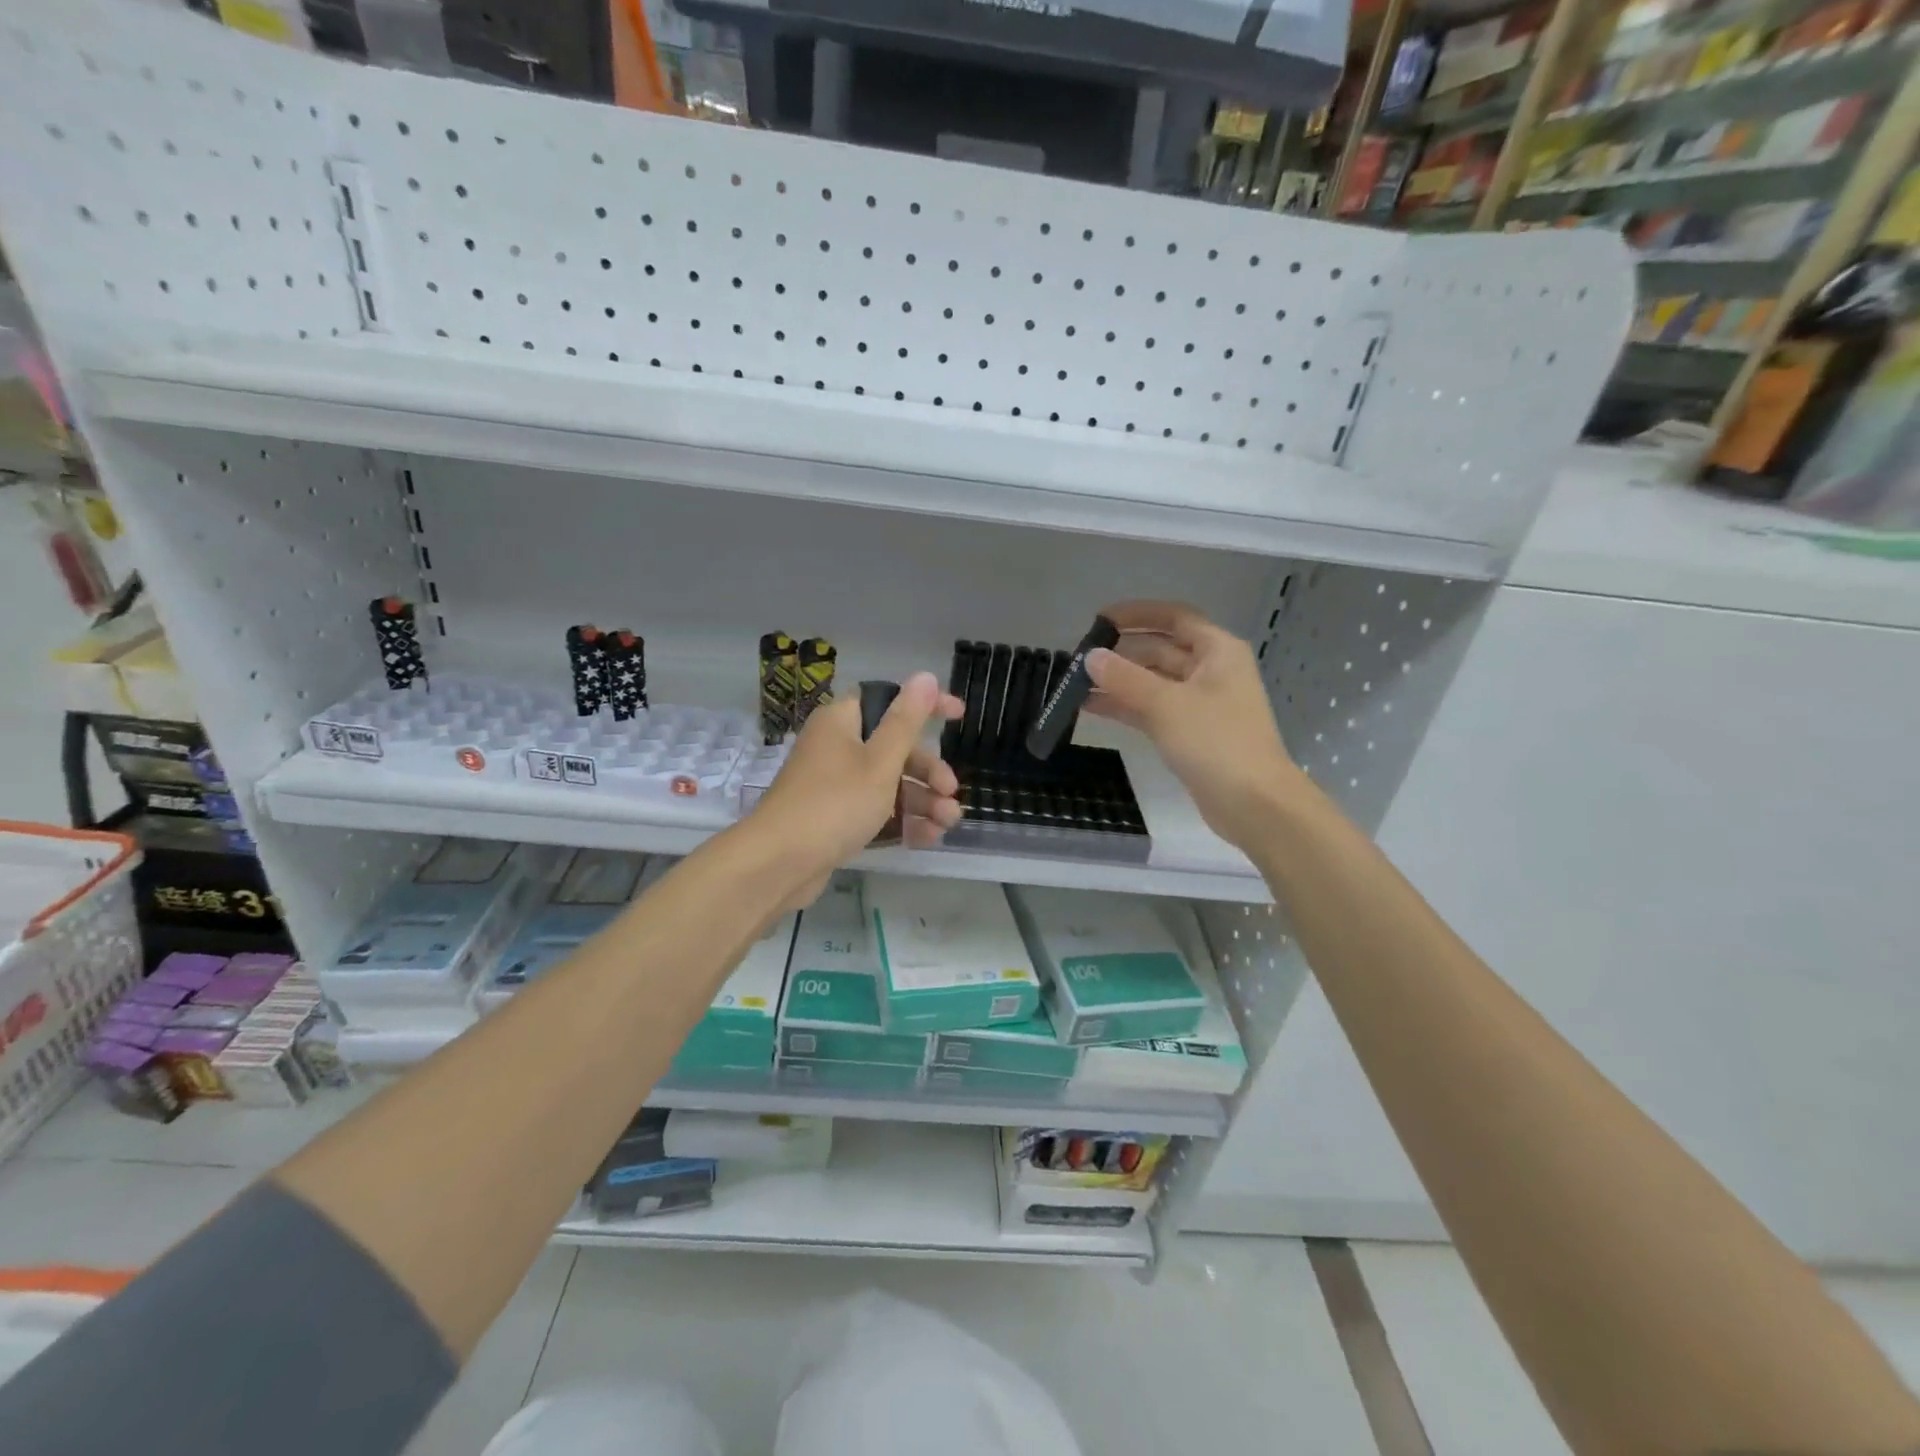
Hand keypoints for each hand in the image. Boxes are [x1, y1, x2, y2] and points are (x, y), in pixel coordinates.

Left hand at [747, 671, 963, 907]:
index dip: (927, 706)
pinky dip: (901, 820)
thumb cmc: (835, 803)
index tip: (959, 715)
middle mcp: (837, 747)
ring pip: (888, 783)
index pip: (890, 701)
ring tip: (948, 824)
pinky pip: (875, 810)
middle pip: (894, 748)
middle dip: (929, 771)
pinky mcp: (834, 817)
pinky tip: (927, 838)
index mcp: (842, 723)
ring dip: (922, 800)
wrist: (779, 863)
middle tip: (951, 792)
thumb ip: (906, 721)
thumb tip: (924, 675)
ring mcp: (834, 784)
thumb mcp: (880, 762)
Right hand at [1084, 601, 1304, 849]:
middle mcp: (1211, 671)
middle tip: (1080, 658)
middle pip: (1161, 649)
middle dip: (1122, 652)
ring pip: (1153, 682)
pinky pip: (1153, 709)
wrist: (1254, 804)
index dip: (1137, 614)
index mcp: (1217, 651)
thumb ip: (1124, 678)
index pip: (1174, 617)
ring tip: (1077, 685)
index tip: (1100, 619)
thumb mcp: (1166, 704)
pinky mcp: (1191, 733)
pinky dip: (1126, 706)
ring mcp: (1201, 704)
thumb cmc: (1216, 742)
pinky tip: (1092, 707)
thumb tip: (1090, 656)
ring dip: (1119, 682)